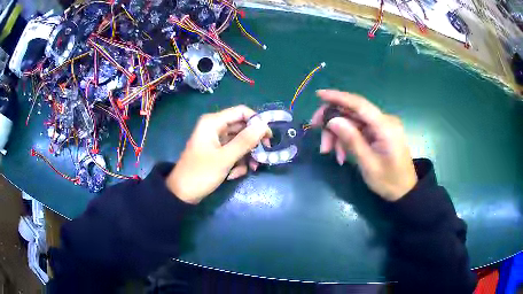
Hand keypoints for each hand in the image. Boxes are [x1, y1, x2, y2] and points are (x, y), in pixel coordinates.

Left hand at [167, 105, 270, 203]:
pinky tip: (233, 175)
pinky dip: (237, 163)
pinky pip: (233, 152)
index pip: (241, 112)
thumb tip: (264, 125)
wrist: (182, 194)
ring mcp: (215, 140)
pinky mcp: (216, 152)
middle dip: (252, 144)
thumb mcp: (225, 158)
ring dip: (245, 156)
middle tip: (263, 156)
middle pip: (242, 128)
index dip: (257, 122)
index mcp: (213, 122)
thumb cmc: (201, 173)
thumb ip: (245, 141)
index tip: (268, 137)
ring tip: (249, 170)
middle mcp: (215, 127)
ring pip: (239, 142)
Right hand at [311, 90, 416, 200]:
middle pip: (352, 112)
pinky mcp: (378, 132)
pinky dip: (346, 139)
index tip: (318, 95)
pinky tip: (340, 154)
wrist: (404, 190)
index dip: (338, 97)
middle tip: (319, 139)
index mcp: (385, 127)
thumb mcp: (368, 164)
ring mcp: (381, 126)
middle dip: (333, 124)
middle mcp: (384, 120)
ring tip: (329, 152)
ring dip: (338, 135)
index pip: (359, 104)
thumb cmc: (389, 181)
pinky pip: (357, 129)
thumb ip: (352, 140)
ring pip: (352, 121)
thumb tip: (333, 120)